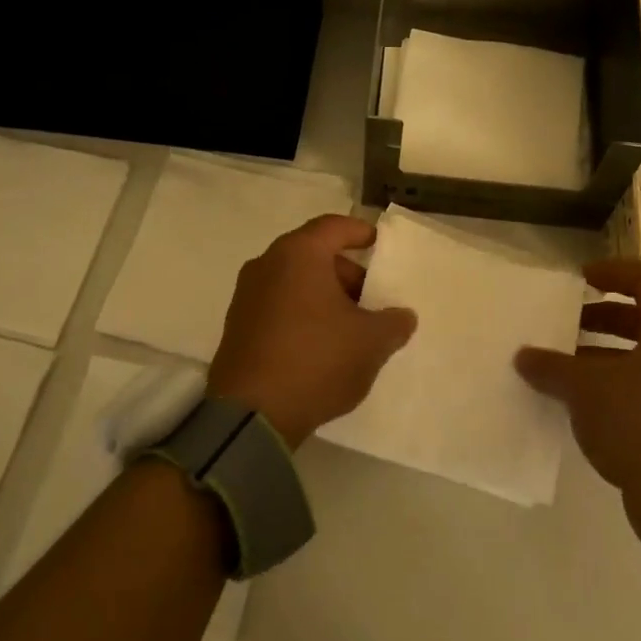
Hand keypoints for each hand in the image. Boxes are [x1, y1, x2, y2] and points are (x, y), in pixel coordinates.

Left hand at [207, 214, 417, 447]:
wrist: (251, 414)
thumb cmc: (316, 360)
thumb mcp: (370, 342)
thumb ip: (393, 323)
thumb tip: (402, 316)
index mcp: (298, 254)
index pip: (334, 227)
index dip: (360, 232)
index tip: (379, 244)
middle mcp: (267, 265)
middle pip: (313, 254)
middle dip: (345, 273)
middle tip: (370, 299)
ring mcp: (246, 296)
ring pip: (295, 282)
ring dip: (324, 296)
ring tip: (349, 328)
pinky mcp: (237, 326)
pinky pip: (277, 305)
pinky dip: (302, 314)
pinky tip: (320, 345)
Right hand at [515, 261, 640, 565]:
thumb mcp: (587, 388)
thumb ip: (553, 368)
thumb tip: (523, 356)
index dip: (615, 272)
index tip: (581, 277)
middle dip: (601, 319)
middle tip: (564, 324)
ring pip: (636, 363)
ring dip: (598, 360)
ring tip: (556, 368)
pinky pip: (636, 398)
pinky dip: (605, 395)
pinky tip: (572, 408)